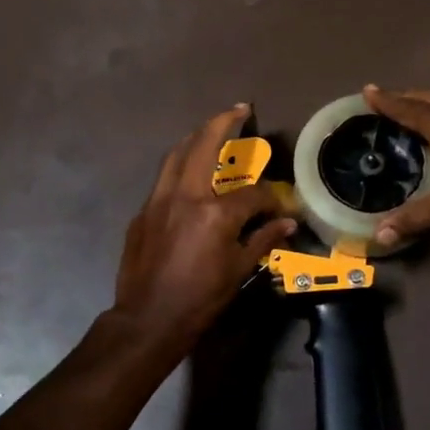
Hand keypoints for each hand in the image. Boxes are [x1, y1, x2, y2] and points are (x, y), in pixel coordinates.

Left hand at [111, 106, 296, 350]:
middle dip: (222, 122)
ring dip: (195, 138)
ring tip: (210, 130)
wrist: (147, 320)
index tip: (279, 206)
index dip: (270, 198)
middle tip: (238, 109)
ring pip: (176, 155)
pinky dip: (179, 168)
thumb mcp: (238, 271)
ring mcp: (159, 200)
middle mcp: (185, 195)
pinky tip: (188, 176)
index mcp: (215, 213)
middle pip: (204, 145)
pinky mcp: (142, 212)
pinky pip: (163, 180)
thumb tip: (287, 222)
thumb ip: (263, 239)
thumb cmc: (199, 299)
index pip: (252, 193)